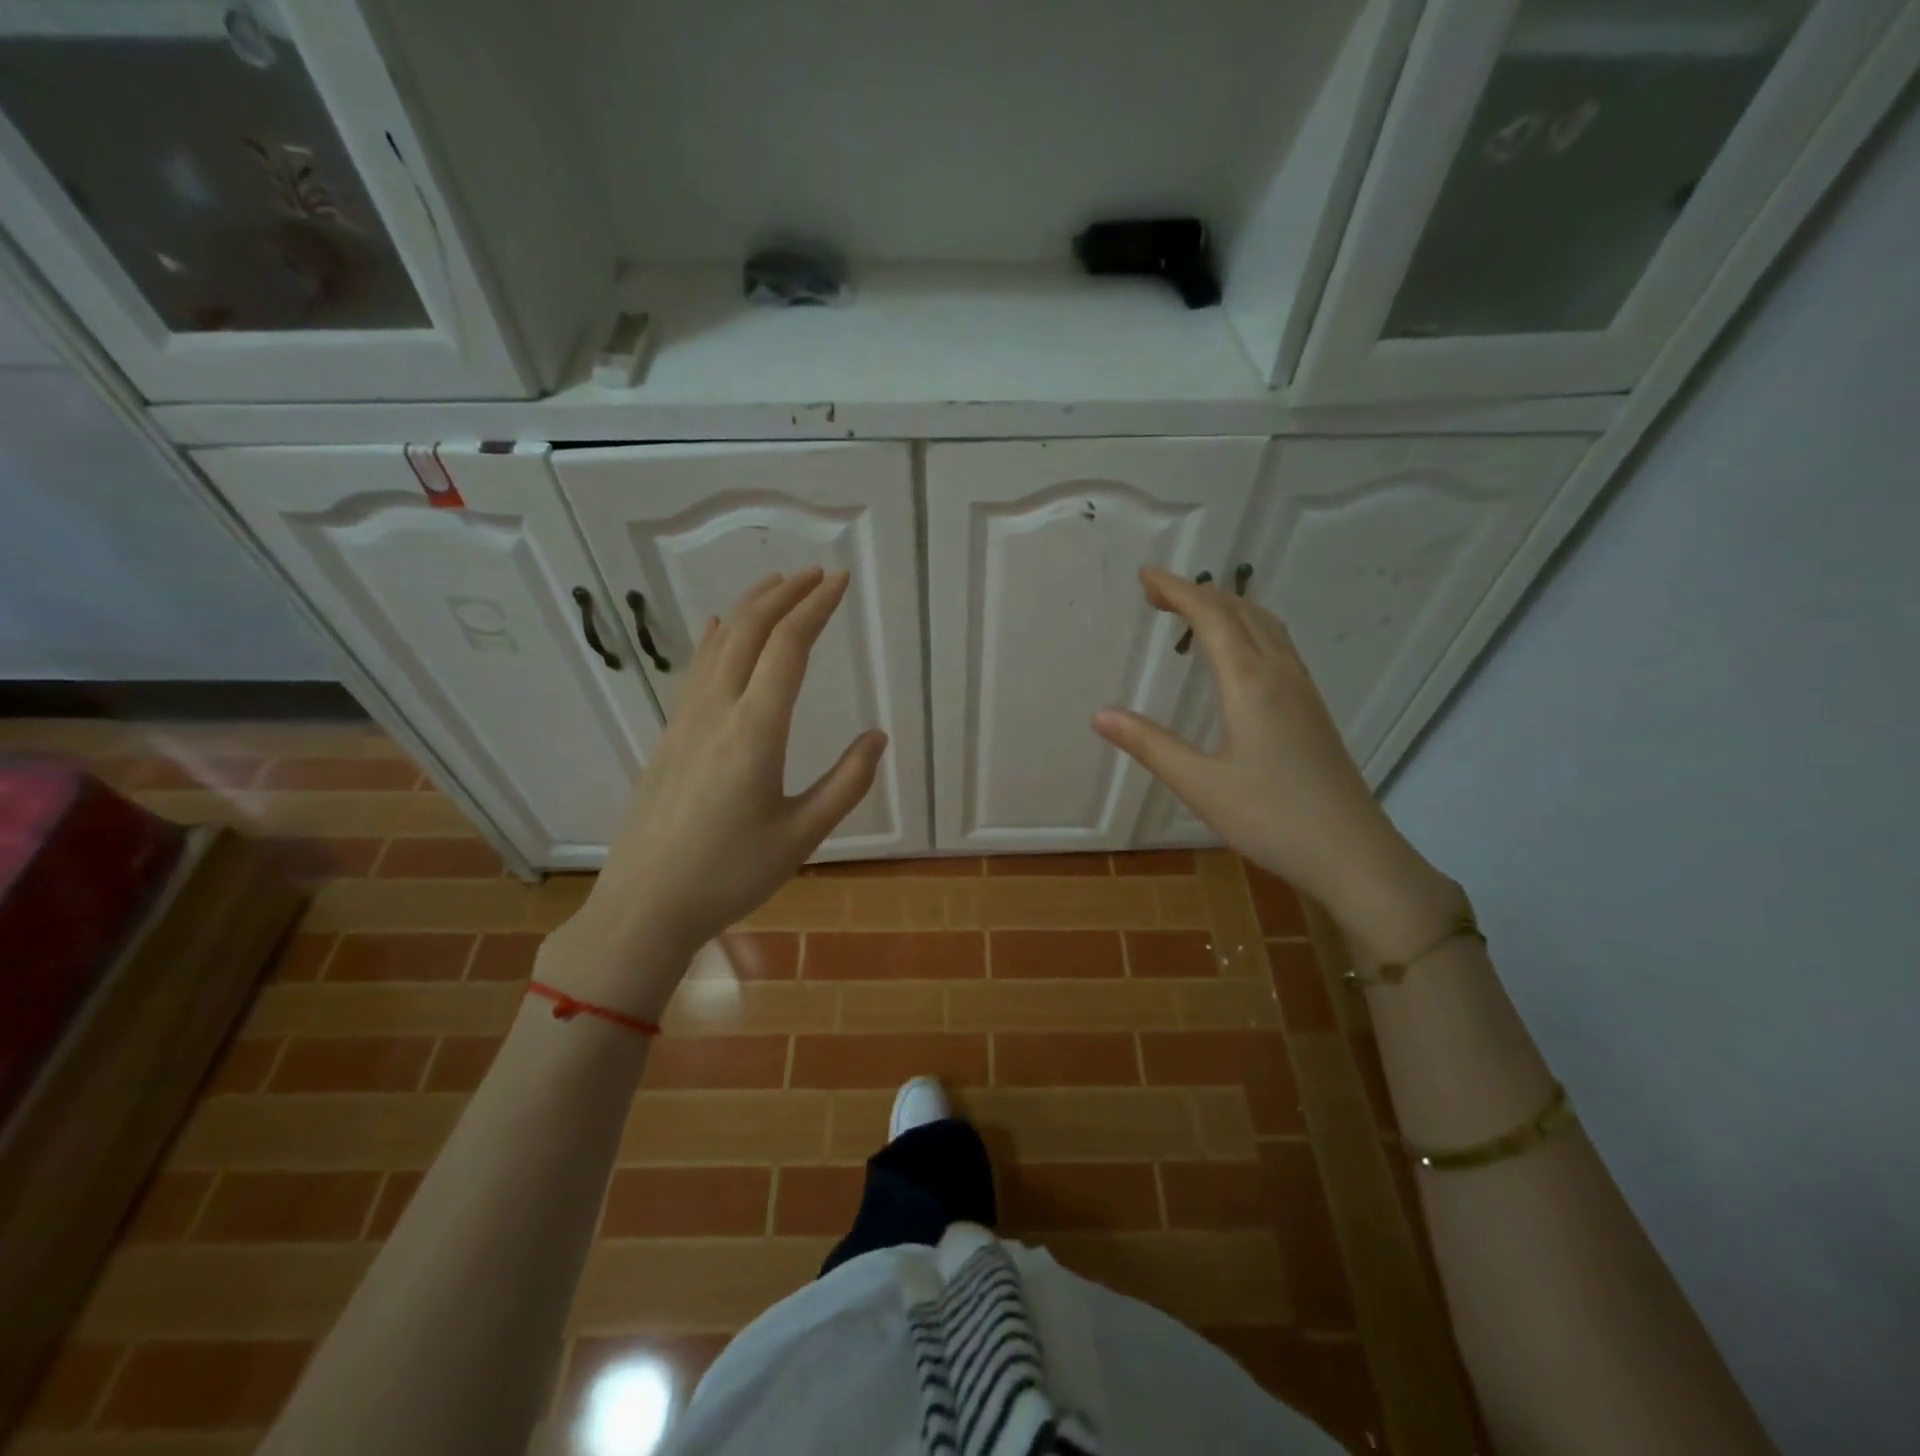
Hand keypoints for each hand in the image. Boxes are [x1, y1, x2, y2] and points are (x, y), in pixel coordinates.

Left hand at [546, 568, 886, 1014]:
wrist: (644, 906)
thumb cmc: (729, 876)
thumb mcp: (801, 837)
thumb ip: (846, 784)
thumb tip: (877, 737)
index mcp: (755, 732)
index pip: (789, 648)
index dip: (816, 608)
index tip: (839, 581)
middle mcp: (717, 712)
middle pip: (750, 632)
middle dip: (785, 595)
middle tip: (817, 574)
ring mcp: (685, 721)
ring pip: (719, 644)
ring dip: (750, 608)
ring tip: (776, 585)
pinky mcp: (669, 736)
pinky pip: (696, 670)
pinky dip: (716, 638)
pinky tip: (720, 629)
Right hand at [1093, 566, 1454, 944]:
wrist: (1354, 853)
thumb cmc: (1271, 818)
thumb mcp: (1200, 784)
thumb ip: (1149, 745)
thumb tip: (1100, 715)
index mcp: (1250, 683)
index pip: (1211, 616)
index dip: (1177, 590)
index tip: (1145, 575)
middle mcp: (1280, 674)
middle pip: (1240, 611)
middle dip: (1197, 593)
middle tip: (1156, 594)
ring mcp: (1303, 690)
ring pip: (1265, 626)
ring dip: (1226, 608)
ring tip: (1192, 614)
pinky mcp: (1313, 709)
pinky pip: (1277, 646)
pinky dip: (1247, 630)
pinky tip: (1236, 656)